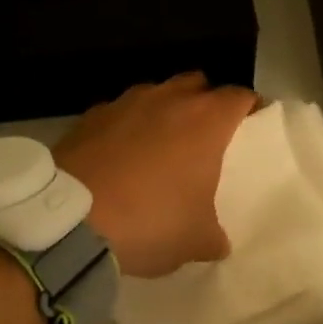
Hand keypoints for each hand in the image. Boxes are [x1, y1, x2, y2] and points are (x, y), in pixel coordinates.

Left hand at [53, 73, 257, 278]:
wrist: (70, 220)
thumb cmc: (150, 221)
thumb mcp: (195, 240)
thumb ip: (214, 234)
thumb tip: (217, 240)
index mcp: (205, 121)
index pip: (239, 96)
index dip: (249, 107)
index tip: (252, 122)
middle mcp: (168, 99)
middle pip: (197, 83)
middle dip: (205, 101)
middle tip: (205, 133)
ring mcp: (125, 102)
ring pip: (156, 93)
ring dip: (163, 111)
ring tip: (159, 144)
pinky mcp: (89, 115)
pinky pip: (119, 112)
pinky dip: (125, 126)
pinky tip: (119, 155)